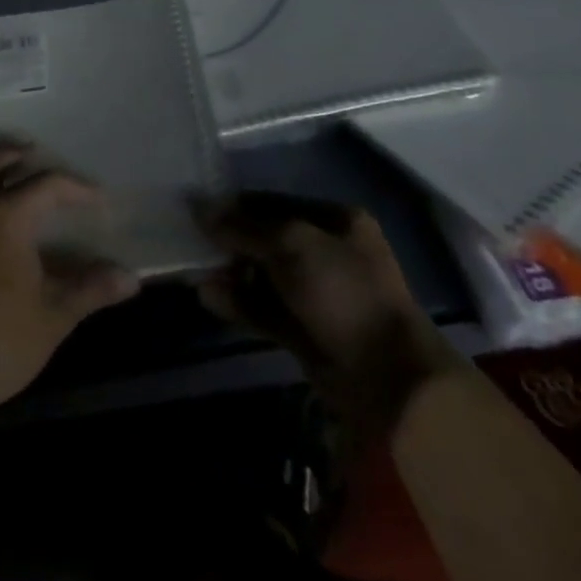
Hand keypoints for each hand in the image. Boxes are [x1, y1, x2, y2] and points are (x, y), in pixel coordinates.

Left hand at [0, 152, 139, 438]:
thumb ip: (94, 286)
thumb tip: (132, 279)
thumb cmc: (8, 337)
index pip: (48, 184)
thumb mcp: (59, 311)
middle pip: (6, 164)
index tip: (99, 199)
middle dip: (35, 164)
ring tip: (20, 165)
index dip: (77, 188)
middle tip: (60, 176)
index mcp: (7, 215)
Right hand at [198, 194, 460, 441]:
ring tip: (197, 272)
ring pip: (263, 275)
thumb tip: (199, 207)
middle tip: (193, 242)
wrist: (387, 377)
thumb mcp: (291, 244)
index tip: (198, 209)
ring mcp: (317, 293)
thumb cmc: (343, 292)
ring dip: (231, 273)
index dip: (236, 205)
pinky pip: (264, 308)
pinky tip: (209, 297)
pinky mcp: (305, 330)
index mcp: (335, 221)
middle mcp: (327, 252)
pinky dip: (239, 302)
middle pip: (266, 238)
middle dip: (231, 241)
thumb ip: (243, 227)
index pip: (274, 203)